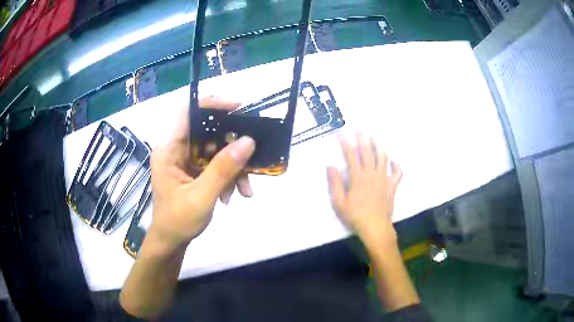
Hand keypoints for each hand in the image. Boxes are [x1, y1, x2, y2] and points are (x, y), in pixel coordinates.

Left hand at [148, 97, 255, 251]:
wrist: (171, 242)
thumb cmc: (178, 221)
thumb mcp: (202, 196)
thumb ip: (224, 169)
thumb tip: (248, 141)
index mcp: (168, 149)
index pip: (187, 112)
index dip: (211, 105)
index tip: (237, 110)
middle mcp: (176, 149)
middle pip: (206, 130)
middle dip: (231, 144)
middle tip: (252, 151)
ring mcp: (185, 160)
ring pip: (215, 148)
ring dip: (233, 166)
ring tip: (245, 189)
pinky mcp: (193, 170)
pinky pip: (215, 163)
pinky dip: (229, 176)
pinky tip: (235, 194)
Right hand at [327, 132, 402, 243]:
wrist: (375, 227)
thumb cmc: (355, 216)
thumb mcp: (339, 203)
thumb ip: (335, 183)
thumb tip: (330, 166)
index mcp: (358, 177)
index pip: (351, 155)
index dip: (346, 143)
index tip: (341, 134)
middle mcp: (372, 174)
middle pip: (368, 151)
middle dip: (363, 138)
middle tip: (359, 128)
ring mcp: (384, 179)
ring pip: (383, 157)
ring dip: (379, 145)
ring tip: (375, 137)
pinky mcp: (392, 186)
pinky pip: (398, 172)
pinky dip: (397, 165)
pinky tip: (394, 160)